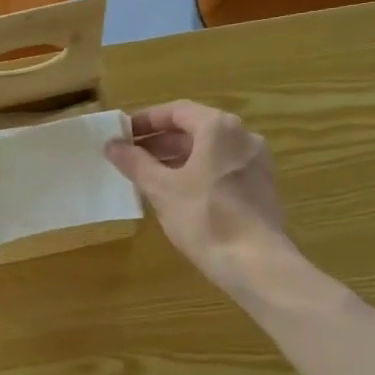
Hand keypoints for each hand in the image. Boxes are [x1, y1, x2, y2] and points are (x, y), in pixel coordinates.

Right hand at [106, 101, 292, 294]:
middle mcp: (243, 137)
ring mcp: (257, 162)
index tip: (123, 134)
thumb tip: (112, 145)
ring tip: (148, 176)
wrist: (256, 263)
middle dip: (160, 141)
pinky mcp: (262, 188)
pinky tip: (178, 195)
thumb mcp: (161, 189)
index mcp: (219, 128)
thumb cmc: (205, 218)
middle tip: (130, 157)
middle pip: (195, 129)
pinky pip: (223, 169)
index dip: (146, 120)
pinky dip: (198, 173)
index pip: (177, 111)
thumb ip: (135, 162)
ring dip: (178, 158)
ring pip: (210, 151)